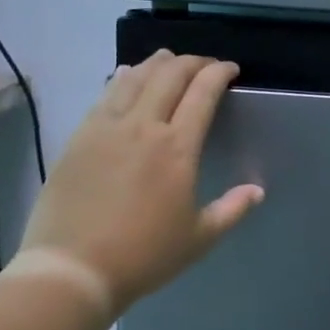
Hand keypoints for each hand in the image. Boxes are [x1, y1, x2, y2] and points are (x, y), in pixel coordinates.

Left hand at [13, 51, 262, 316]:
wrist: (72, 269)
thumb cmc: (144, 256)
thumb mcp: (199, 238)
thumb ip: (231, 210)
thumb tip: (257, 190)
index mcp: (177, 148)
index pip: (202, 93)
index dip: (219, 73)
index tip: (230, 70)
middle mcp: (143, 127)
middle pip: (169, 76)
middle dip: (192, 62)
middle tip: (205, 65)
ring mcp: (106, 128)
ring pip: (134, 78)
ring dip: (156, 63)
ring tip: (169, 60)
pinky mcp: (78, 137)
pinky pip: (104, 95)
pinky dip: (122, 78)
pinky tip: (126, 75)